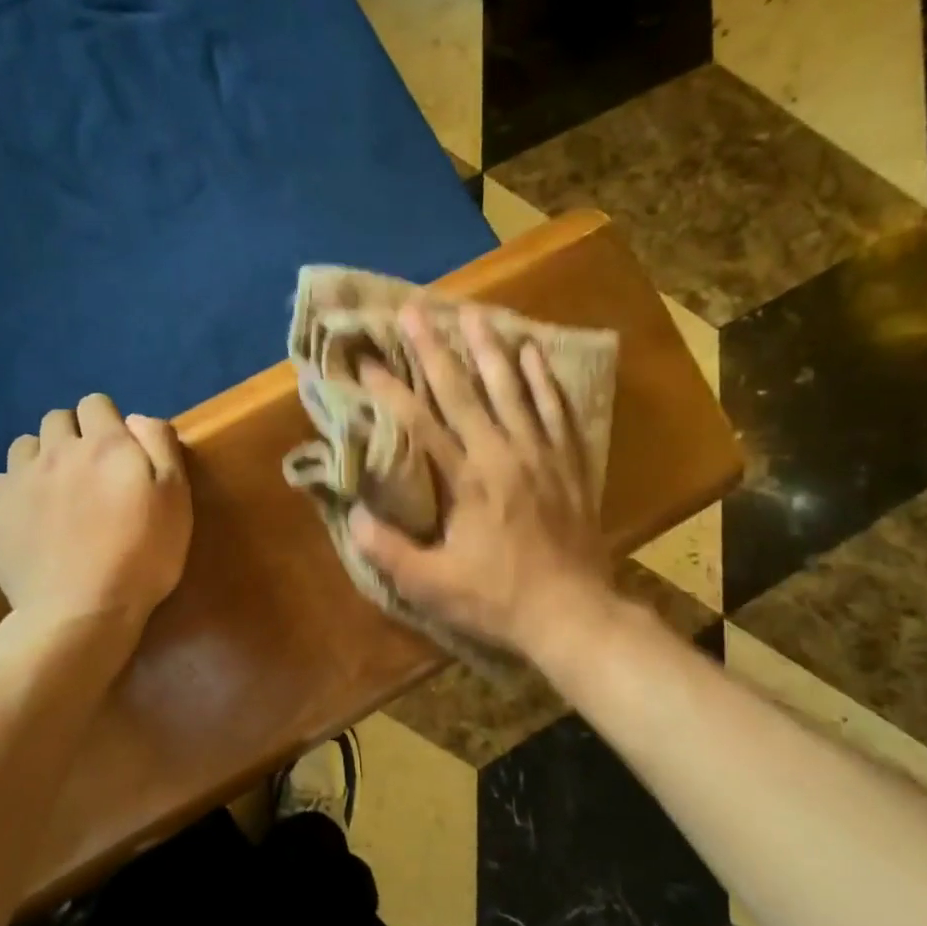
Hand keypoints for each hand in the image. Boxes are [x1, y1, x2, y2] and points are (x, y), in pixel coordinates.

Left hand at [0, 394, 191, 626]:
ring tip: (58, 491)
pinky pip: (1, 482)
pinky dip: (17, 490)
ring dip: (42, 457)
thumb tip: (135, 418)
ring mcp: (20, 480)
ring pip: (25, 446)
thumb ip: (159, 445)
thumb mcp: (176, 497)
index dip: (108, 422)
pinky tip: (33, 518)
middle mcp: (57, 450)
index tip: (120, 452)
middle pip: (57, 419)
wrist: (81, 612)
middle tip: (91, 472)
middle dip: (74, 435)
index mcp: (104, 443)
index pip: (96, 404)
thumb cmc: (142, 555)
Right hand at [350, 304, 610, 657]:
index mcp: (468, 480)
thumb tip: (352, 516)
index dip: (390, 390)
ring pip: (513, 389)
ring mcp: (541, 455)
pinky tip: (534, 352)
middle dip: (435, 349)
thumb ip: (388, 551)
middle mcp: (504, 454)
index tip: (366, 362)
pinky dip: (543, 379)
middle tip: (415, 311)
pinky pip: (556, 410)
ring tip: (474, 312)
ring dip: (490, 349)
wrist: (573, 614)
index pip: (421, 423)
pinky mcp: (569, 463)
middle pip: (465, 391)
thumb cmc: (498, 600)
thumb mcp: (432, 585)